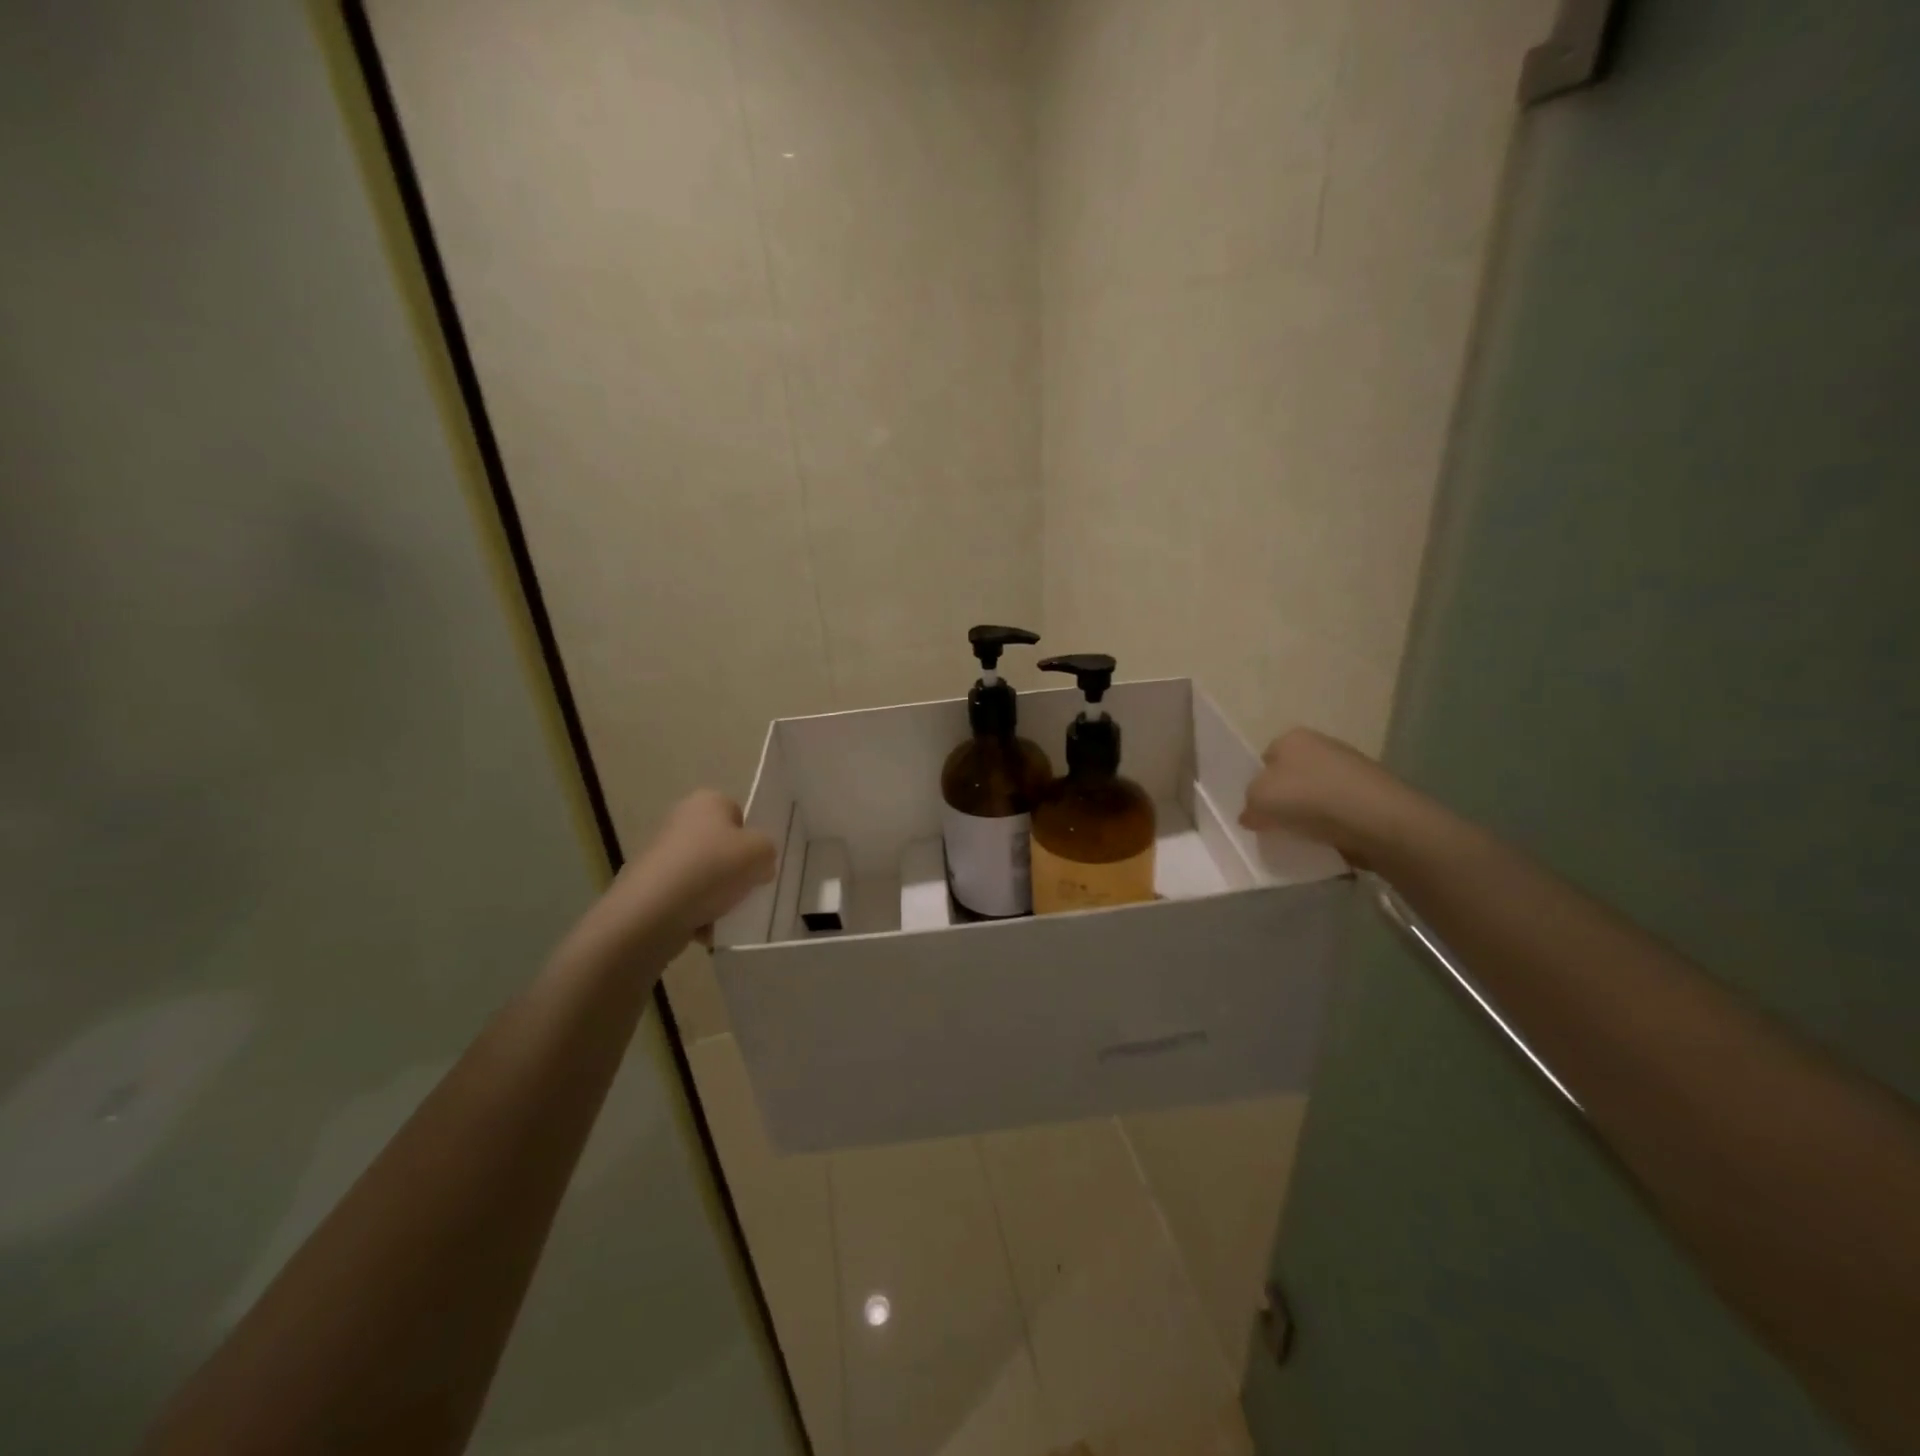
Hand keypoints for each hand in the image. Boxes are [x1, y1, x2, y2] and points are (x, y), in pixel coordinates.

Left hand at [629, 789, 777, 940]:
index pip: (739, 814)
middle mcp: (681, 820)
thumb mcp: (761, 852)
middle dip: (735, 870)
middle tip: (746, 888)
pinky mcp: (651, 886)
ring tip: (725, 913)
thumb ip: (768, 850)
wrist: (652, 912)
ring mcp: (663, 854)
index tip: (756, 862)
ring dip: (719, 895)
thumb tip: (758, 864)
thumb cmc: (711, 869)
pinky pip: (687, 898)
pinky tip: (705, 927)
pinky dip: (698, 913)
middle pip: (722, 846)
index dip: (752, 839)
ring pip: (706, 875)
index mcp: (707, 801)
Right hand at [1240, 728, 1425, 868]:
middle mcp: (1322, 744)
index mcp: (1291, 738)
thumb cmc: (1308, 799)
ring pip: (1317, 793)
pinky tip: (1330, 839)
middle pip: (1292, 775)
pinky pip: (1341, 809)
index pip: (1265, 760)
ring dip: (1310, 812)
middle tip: (1278, 824)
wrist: (1377, 819)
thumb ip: (1248, 806)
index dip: (1258, 785)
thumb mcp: (1258, 800)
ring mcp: (1352, 766)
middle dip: (1285, 799)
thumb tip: (1252, 815)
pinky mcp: (1373, 792)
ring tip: (1305, 836)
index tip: (1258, 810)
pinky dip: (1334, 823)